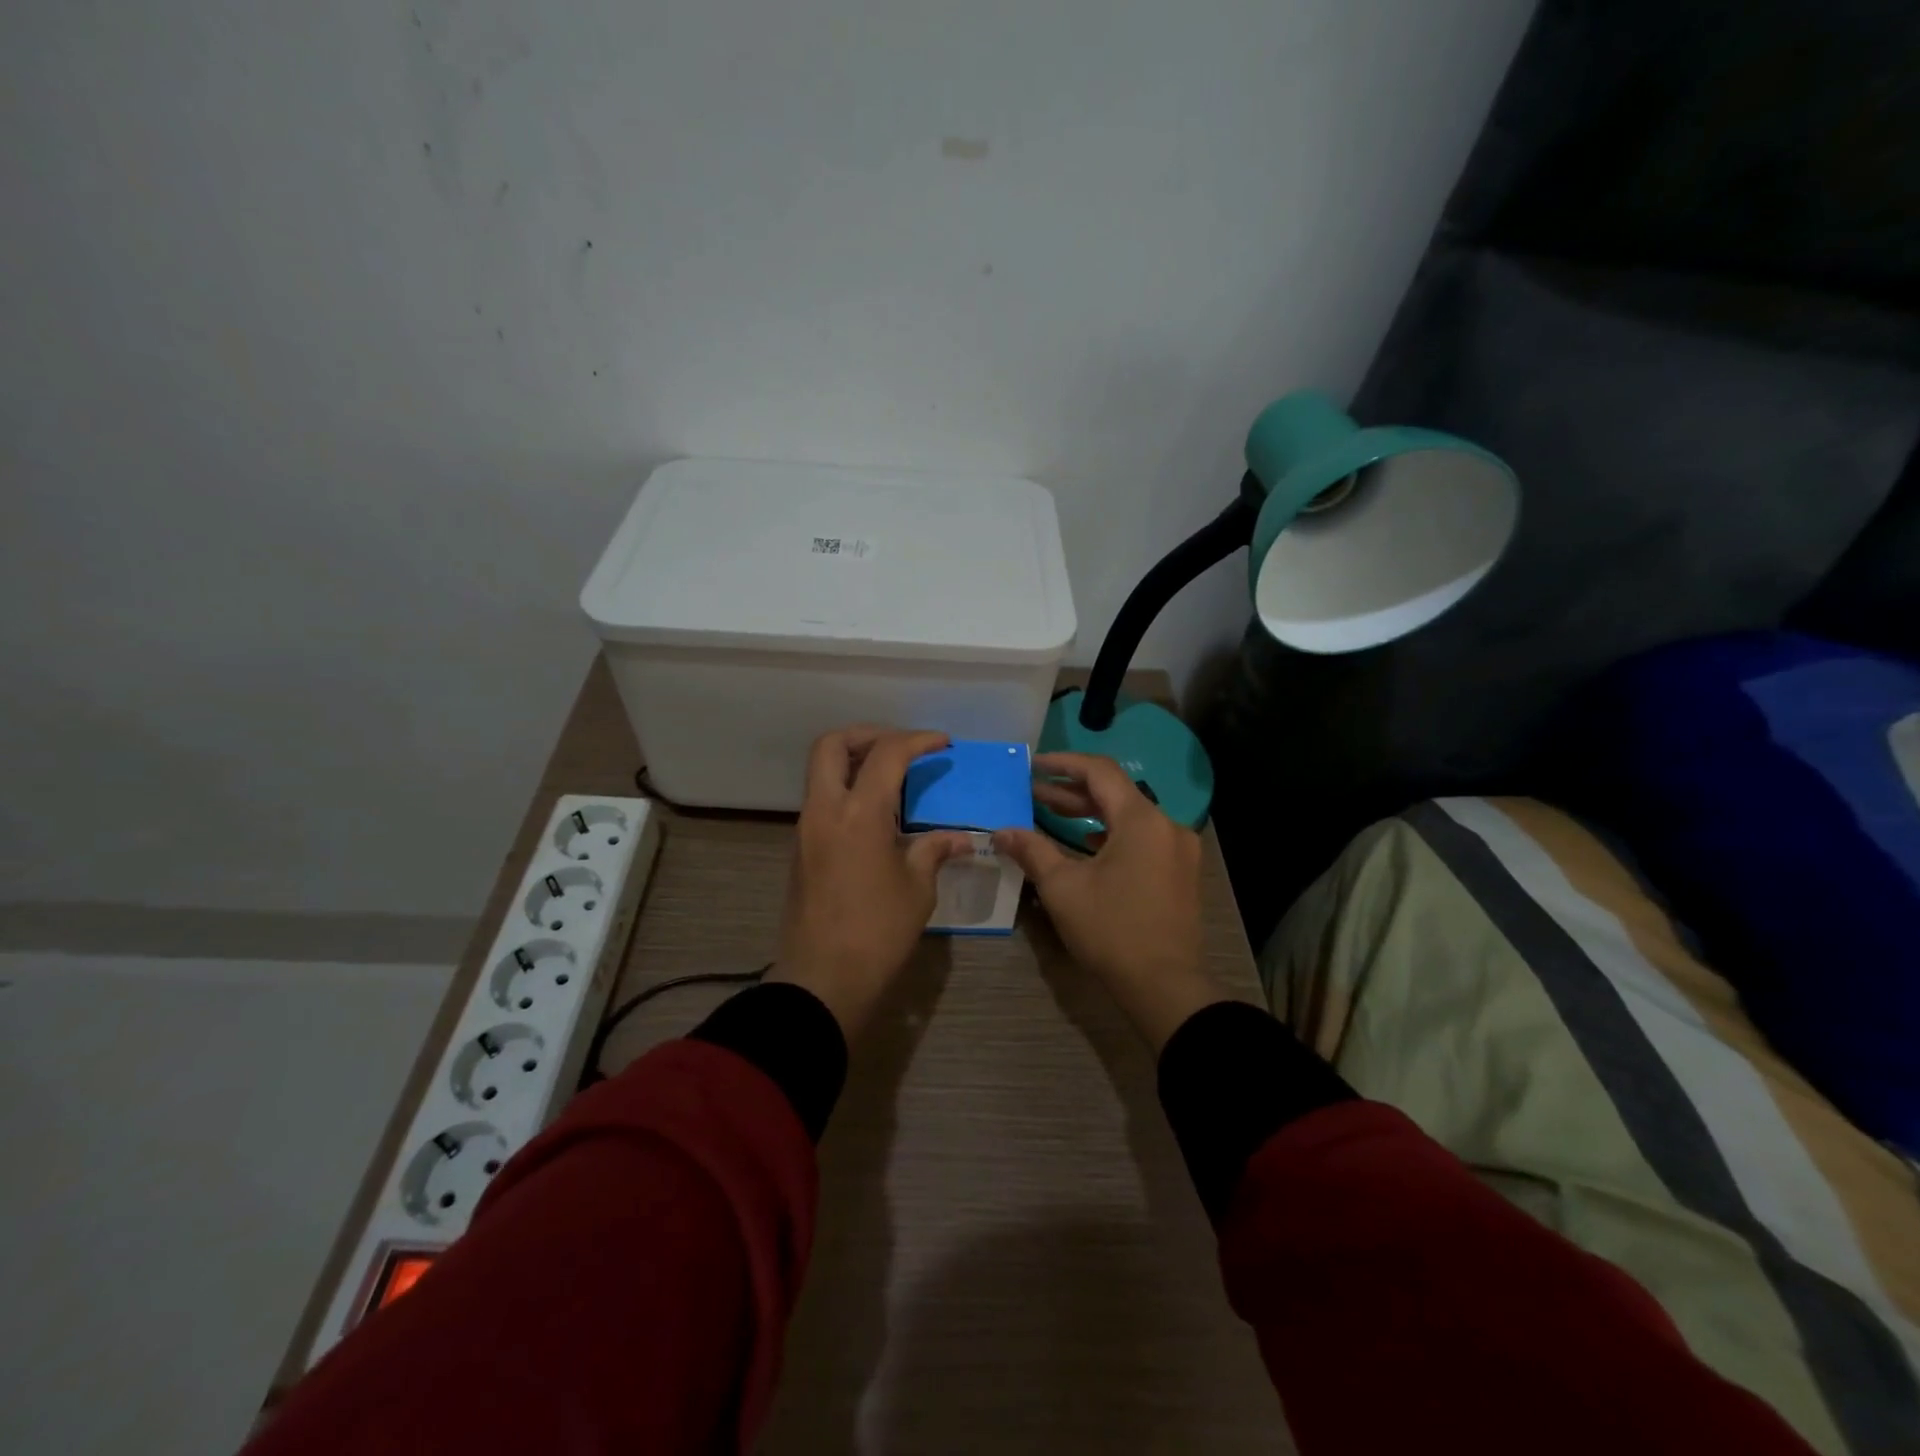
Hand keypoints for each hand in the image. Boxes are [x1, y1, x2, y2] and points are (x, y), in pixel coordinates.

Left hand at [766, 727, 972, 1040]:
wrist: (822, 980)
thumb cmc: (877, 932)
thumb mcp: (917, 889)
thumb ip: (934, 850)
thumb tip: (960, 838)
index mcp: (858, 813)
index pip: (886, 754)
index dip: (917, 740)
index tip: (943, 743)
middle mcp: (824, 810)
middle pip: (831, 744)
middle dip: (867, 734)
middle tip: (901, 747)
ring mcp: (806, 829)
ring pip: (821, 771)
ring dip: (854, 761)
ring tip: (893, 777)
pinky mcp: (801, 849)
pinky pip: (821, 799)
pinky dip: (846, 789)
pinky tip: (876, 813)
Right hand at [994, 753, 1223, 1049]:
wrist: (1165, 986)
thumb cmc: (1111, 930)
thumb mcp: (1063, 888)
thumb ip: (1032, 851)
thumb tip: (1001, 832)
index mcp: (1142, 820)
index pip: (1100, 772)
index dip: (1063, 763)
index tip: (1033, 765)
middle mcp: (1166, 825)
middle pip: (1115, 792)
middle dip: (1071, 790)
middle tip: (1032, 791)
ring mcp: (1178, 850)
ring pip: (1129, 816)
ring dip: (1090, 812)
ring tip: (1050, 812)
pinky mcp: (1180, 872)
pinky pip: (1142, 838)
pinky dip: (1111, 834)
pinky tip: (1085, 843)